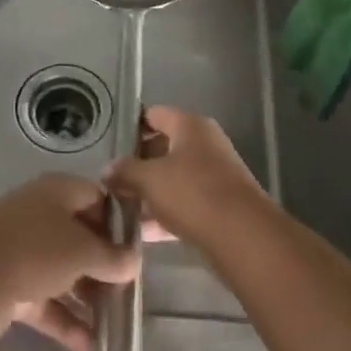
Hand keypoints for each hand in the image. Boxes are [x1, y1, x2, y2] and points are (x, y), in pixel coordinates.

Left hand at [0, 174, 137, 350]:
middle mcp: (41, 216)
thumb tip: (133, 262)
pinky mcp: (12, 287)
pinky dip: (66, 322)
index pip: (97, 199)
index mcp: (58, 192)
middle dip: (105, 266)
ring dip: (88, 299)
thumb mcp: (82, 251)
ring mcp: (24, 252)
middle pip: (81, 238)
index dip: (119, 222)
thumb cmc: (35, 250)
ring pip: (65, 273)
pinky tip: (90, 350)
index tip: (138, 250)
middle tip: (130, 292)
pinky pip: (47, 302)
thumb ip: (111, 258)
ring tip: (116, 326)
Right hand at [106, 106, 271, 248]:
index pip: (155, 114)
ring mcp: (216, 175)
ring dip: (151, 192)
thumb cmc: (192, 193)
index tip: (109, 143)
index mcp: (190, 125)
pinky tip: (144, 233)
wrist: (243, 236)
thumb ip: (125, 171)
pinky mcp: (221, 205)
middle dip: (138, 164)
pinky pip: (186, 203)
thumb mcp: (149, 179)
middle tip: (111, 180)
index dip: (131, 126)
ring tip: (122, 208)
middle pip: (164, 147)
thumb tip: (108, 169)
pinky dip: (166, 214)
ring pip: (174, 178)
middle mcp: (205, 144)